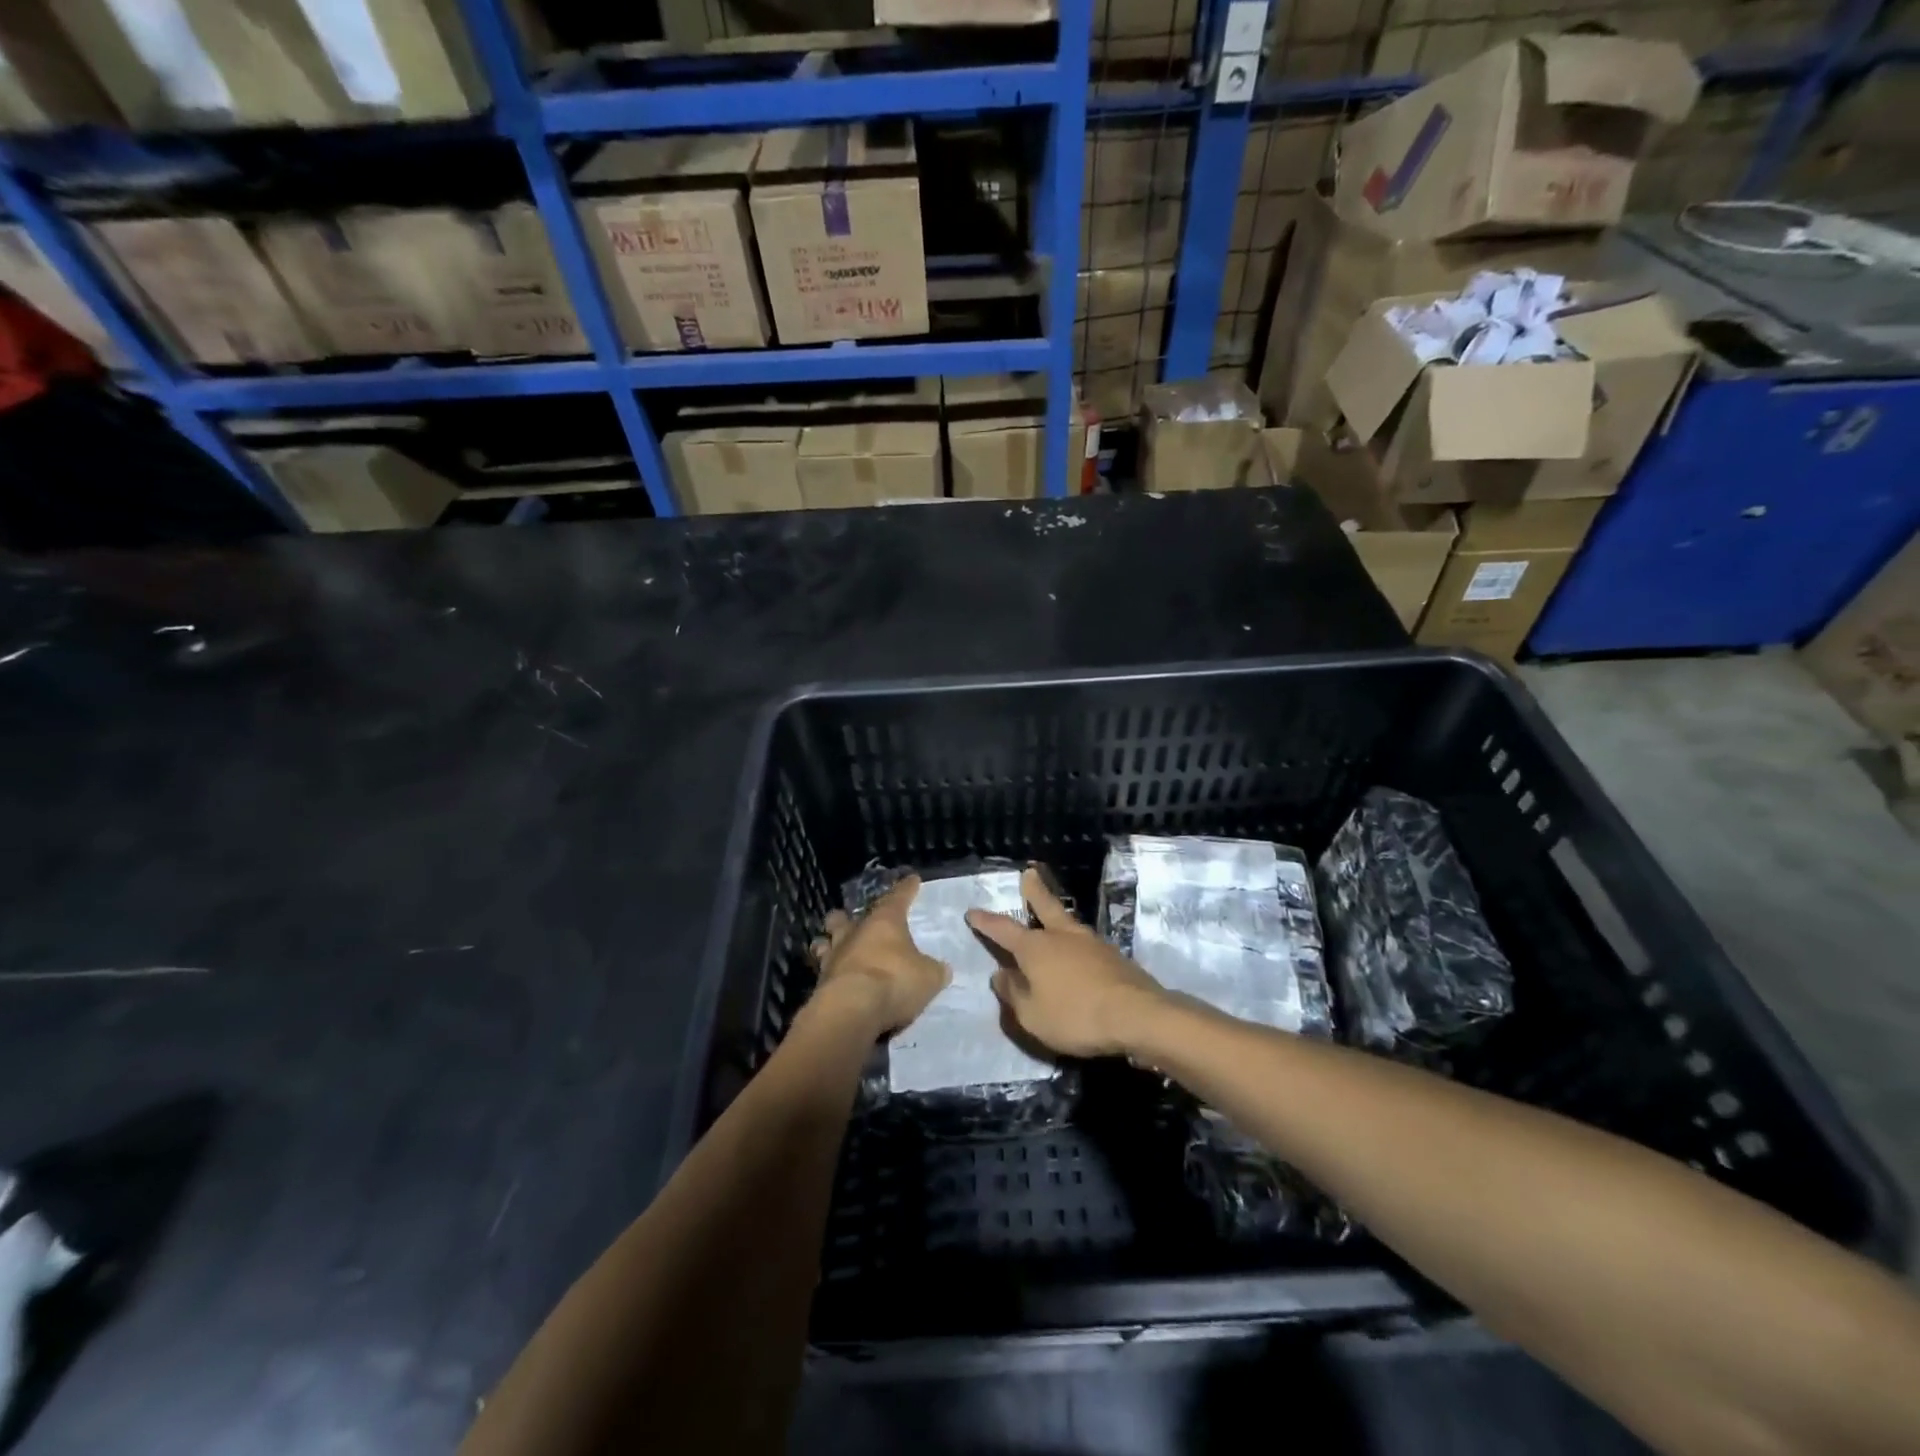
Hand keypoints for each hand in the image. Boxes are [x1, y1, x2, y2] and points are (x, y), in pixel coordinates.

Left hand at [810, 876, 949, 1034]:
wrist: (852, 1010)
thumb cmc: (894, 981)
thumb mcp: (928, 977)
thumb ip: (933, 970)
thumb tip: (940, 969)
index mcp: (884, 921)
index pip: (898, 897)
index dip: (906, 888)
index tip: (912, 879)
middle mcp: (855, 932)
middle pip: (845, 916)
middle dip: (848, 917)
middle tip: (856, 922)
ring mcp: (833, 956)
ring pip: (825, 941)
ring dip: (830, 943)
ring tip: (836, 948)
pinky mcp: (820, 981)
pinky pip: (823, 970)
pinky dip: (829, 973)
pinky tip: (835, 979)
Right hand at [965, 866, 1167, 1057]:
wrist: (1136, 1015)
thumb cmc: (1075, 1015)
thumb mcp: (1032, 1015)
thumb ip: (1014, 994)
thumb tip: (1000, 974)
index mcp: (1035, 948)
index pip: (1003, 930)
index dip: (986, 922)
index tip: (972, 911)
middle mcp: (1061, 936)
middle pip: (1044, 906)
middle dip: (1033, 891)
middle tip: (1029, 872)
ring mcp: (1091, 942)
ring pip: (1067, 922)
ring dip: (1056, 915)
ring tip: (1052, 915)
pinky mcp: (1113, 956)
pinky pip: (1085, 943)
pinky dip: (1075, 942)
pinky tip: (1078, 951)